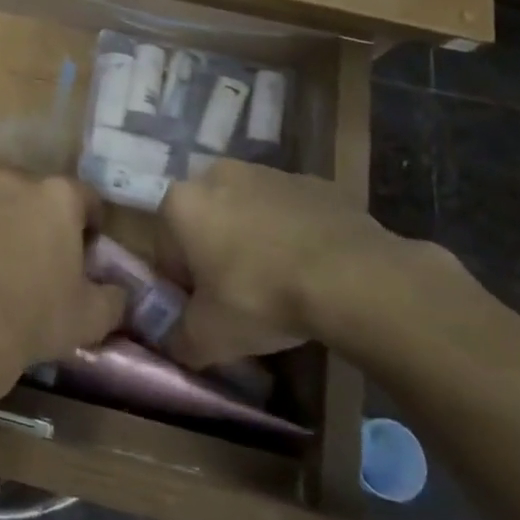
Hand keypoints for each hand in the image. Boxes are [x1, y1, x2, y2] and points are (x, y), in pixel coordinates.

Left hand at [0, 169, 125, 373]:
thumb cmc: (34, 315)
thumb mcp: (91, 317)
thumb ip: (114, 297)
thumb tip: (119, 292)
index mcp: (58, 195)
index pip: (84, 198)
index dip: (88, 224)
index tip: (83, 250)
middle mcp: (14, 177)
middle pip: (33, 192)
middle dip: (37, 216)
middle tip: (34, 255)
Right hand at [158, 159, 431, 359]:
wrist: (353, 277)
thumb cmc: (261, 297)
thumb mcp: (209, 336)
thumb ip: (180, 340)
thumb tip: (175, 346)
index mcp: (180, 203)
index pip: (166, 249)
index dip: (183, 284)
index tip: (206, 311)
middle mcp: (216, 175)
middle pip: (206, 222)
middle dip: (217, 254)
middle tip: (241, 297)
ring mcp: (268, 173)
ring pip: (248, 212)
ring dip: (255, 240)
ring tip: (282, 284)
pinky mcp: (314, 182)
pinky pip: (291, 212)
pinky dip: (294, 234)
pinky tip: (313, 269)